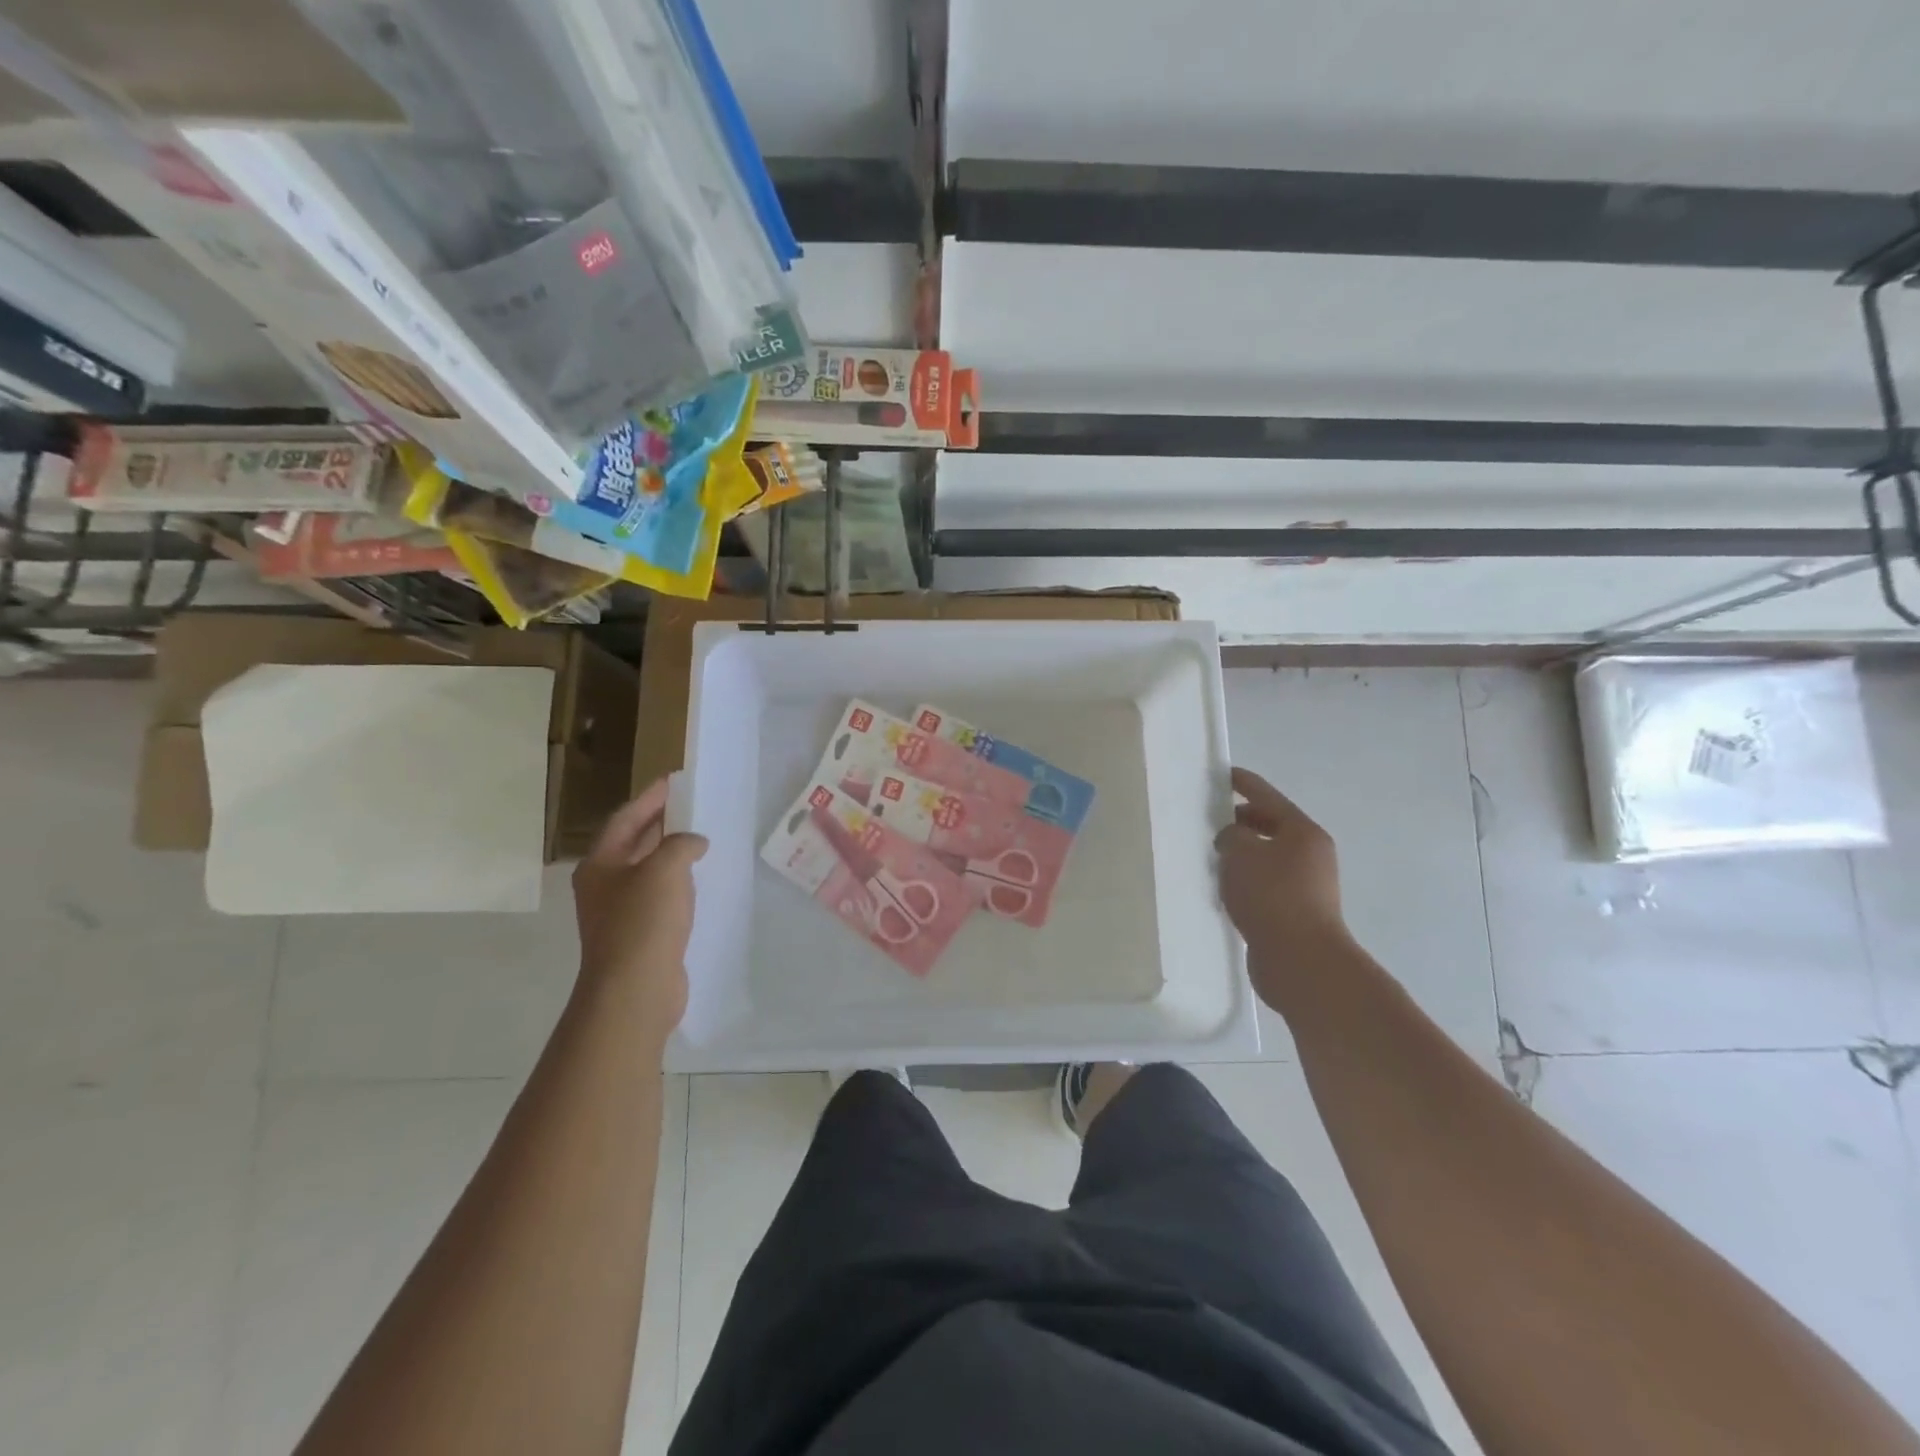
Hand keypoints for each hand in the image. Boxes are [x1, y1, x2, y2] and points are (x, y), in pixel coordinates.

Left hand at [572, 779, 707, 1038]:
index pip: (625, 818)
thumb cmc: (643, 922)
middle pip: (633, 842)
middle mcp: (604, 885)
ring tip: (701, 837)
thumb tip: (694, 843)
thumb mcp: (665, 869)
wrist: (635, 989)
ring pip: (647, 870)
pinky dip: (678, 881)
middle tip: (691, 805)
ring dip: (671, 852)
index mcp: (601, 864)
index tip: (675, 781)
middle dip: (661, 823)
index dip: (650, 798)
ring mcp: (620, 912)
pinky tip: (699, 880)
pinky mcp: (639, 935)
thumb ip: (681, 844)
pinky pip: (660, 896)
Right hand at [1216, 767, 1351, 1010]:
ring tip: (1210, 856)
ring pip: (1266, 857)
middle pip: (1270, 826)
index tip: (1221, 774)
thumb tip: (1232, 840)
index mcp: (1302, 832)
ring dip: (1241, 855)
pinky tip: (1222, 890)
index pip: (1267, 796)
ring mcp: (1306, 885)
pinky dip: (1245, 881)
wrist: (1301, 960)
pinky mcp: (1295, 912)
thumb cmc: (1271, 896)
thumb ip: (1230, 836)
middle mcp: (1310, 854)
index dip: (1242, 783)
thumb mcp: (1241, 854)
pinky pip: (1264, 884)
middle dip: (1239, 822)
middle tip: (1207, 821)